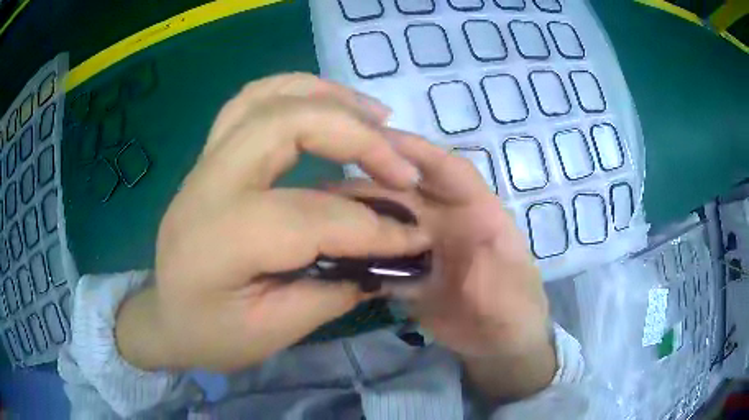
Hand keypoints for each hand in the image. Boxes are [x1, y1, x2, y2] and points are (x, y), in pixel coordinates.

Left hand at [115, 74, 430, 371]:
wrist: (165, 316)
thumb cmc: (211, 334)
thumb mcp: (274, 332)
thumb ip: (333, 292)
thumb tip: (388, 256)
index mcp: (219, 238)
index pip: (311, 218)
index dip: (374, 228)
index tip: (416, 237)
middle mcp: (209, 183)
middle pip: (287, 124)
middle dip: (357, 138)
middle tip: (401, 166)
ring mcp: (205, 160)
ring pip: (269, 96)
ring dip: (330, 97)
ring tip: (377, 116)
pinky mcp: (211, 153)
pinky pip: (254, 100)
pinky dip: (298, 91)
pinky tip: (329, 105)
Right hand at [334, 133, 555, 400]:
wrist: (500, 344)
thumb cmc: (517, 308)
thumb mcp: (511, 289)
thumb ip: (484, 269)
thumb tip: (448, 253)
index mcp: (477, 212)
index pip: (448, 170)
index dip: (416, 150)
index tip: (377, 138)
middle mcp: (445, 221)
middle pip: (405, 191)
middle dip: (370, 182)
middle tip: (327, 186)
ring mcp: (422, 247)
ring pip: (386, 221)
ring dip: (357, 218)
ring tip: (317, 216)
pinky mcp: (406, 273)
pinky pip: (379, 257)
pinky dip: (358, 256)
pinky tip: (329, 255)